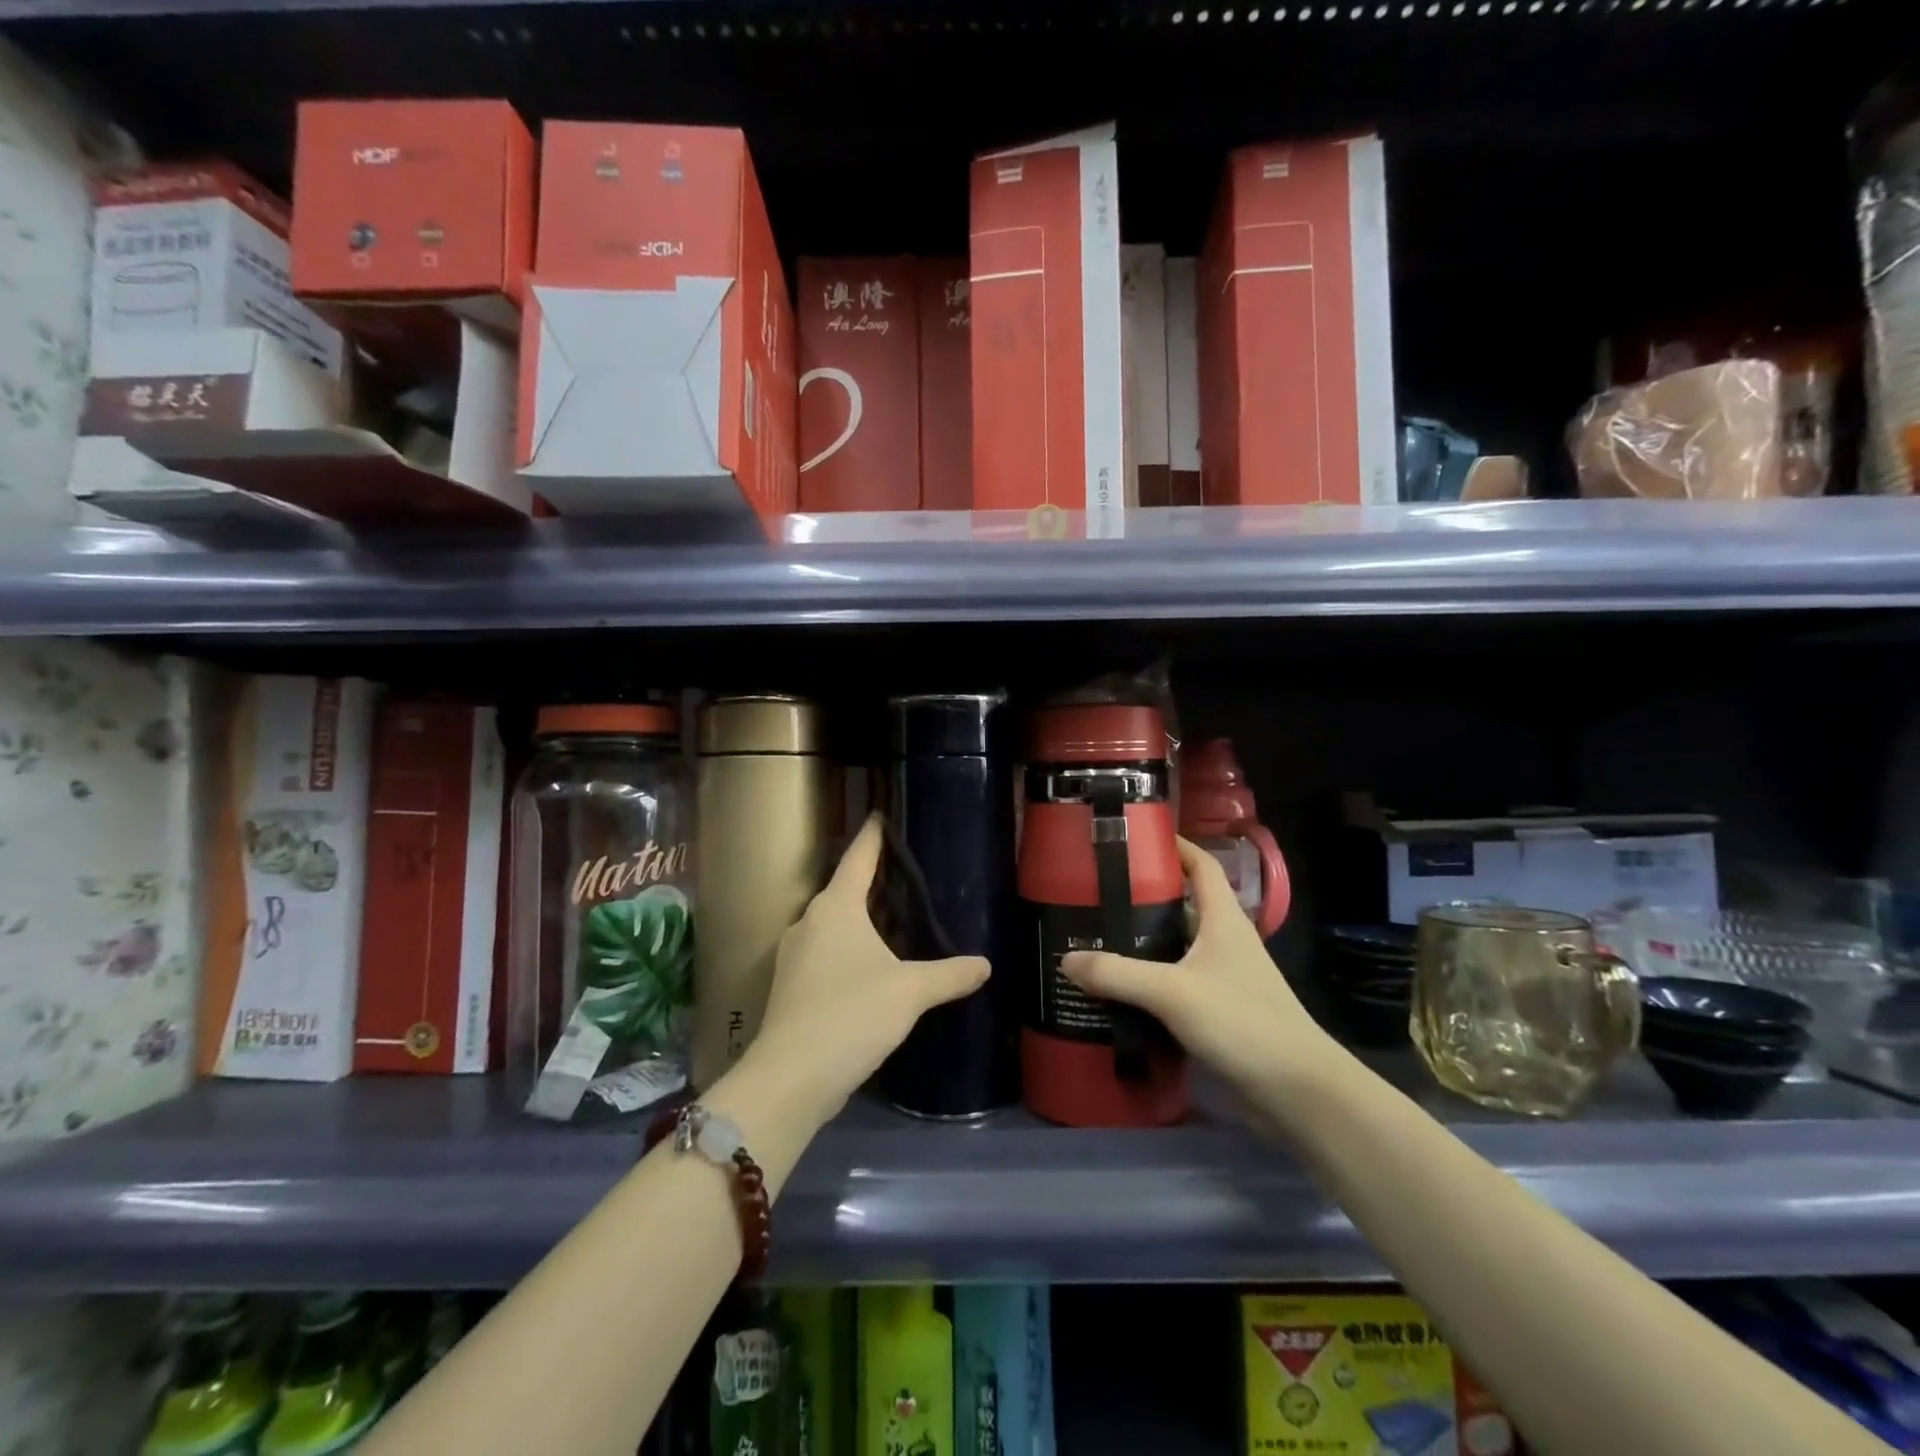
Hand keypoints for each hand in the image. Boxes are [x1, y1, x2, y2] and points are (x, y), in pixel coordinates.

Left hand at [742, 815, 989, 1124]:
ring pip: (834, 923)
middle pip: (844, 889)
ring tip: (896, 921)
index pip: (858, 857)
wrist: (791, 1078)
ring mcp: (794, 954)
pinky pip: (826, 951)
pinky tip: (872, 968)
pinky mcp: (791, 985)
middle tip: (907, 874)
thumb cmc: (852, 1015)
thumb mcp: (910, 992)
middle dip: (873, 881)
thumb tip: (985, 964)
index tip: (882, 814)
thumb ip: (949, 974)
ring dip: (861, 919)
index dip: (873, 835)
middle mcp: (809, 921)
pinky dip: (849, 949)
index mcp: (835, 907)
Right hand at [1061, 837, 1336, 1103]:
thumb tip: (1066, 959)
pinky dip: (1152, 977)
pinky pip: (1178, 980)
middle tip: (1098, 892)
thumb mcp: (1173, 993)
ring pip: (1178, 944)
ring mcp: (1225, 975)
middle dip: (1144, 894)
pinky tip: (1121, 987)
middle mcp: (1225, 940)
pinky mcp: (1220, 1008)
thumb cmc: (1242, 1022)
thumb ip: (1118, 975)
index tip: (1135, 838)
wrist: (1298, 1090)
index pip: (1201, 865)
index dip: (1174, 845)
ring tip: (1099, 936)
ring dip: (1145, 939)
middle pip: (1183, 903)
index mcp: (1223, 918)